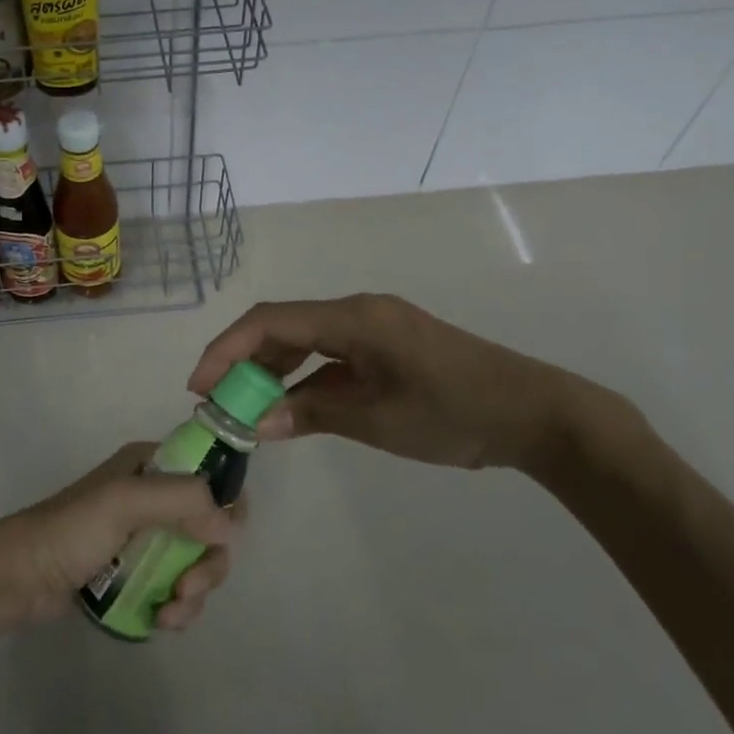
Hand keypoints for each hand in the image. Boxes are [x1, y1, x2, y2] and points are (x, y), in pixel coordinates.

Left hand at [0, 442, 241, 629]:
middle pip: (210, 527)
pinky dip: (178, 606)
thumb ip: (181, 501)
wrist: (22, 577)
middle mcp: (155, 497)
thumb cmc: (73, 529)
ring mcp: (147, 537)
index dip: (226, 504)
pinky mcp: (138, 573)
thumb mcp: (125, 501)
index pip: (210, 473)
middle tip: (188, 587)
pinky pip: (177, 587)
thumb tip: (229, 526)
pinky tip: (161, 620)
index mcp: (152, 465)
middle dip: (208, 562)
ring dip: (194, 592)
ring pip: (197, 562)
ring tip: (170, 614)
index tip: (223, 537)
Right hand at [189, 294, 614, 474]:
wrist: (534, 413)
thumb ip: (312, 413)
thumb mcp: (376, 420)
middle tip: (218, 401)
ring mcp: (374, 326)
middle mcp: (358, 312)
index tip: (199, 385)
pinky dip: (305, 376)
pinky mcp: (388, 345)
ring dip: (273, 369)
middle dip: (244, 360)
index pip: (270, 322)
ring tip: (248, 407)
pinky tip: (292, 404)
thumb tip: (257, 421)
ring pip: (306, 339)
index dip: (227, 349)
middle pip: (283, 326)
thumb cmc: (454, 413)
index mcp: (353, 318)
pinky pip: (331, 353)